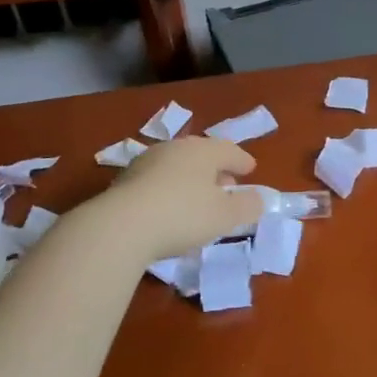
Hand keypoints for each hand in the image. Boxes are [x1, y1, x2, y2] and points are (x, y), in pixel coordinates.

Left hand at [99, 138, 265, 261]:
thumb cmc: (183, 215)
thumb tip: (257, 199)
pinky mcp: (124, 182)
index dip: (242, 161)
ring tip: (198, 199)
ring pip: (177, 167)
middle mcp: (174, 148)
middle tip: (226, 185)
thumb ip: (247, 206)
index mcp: (203, 150)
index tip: (250, 170)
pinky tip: (170, 209)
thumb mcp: (226, 216)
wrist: (119, 228)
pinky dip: (169, 190)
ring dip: (191, 180)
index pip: (229, 150)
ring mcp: (145, 163)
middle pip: (201, 155)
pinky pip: (157, 181)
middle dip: (216, 169)